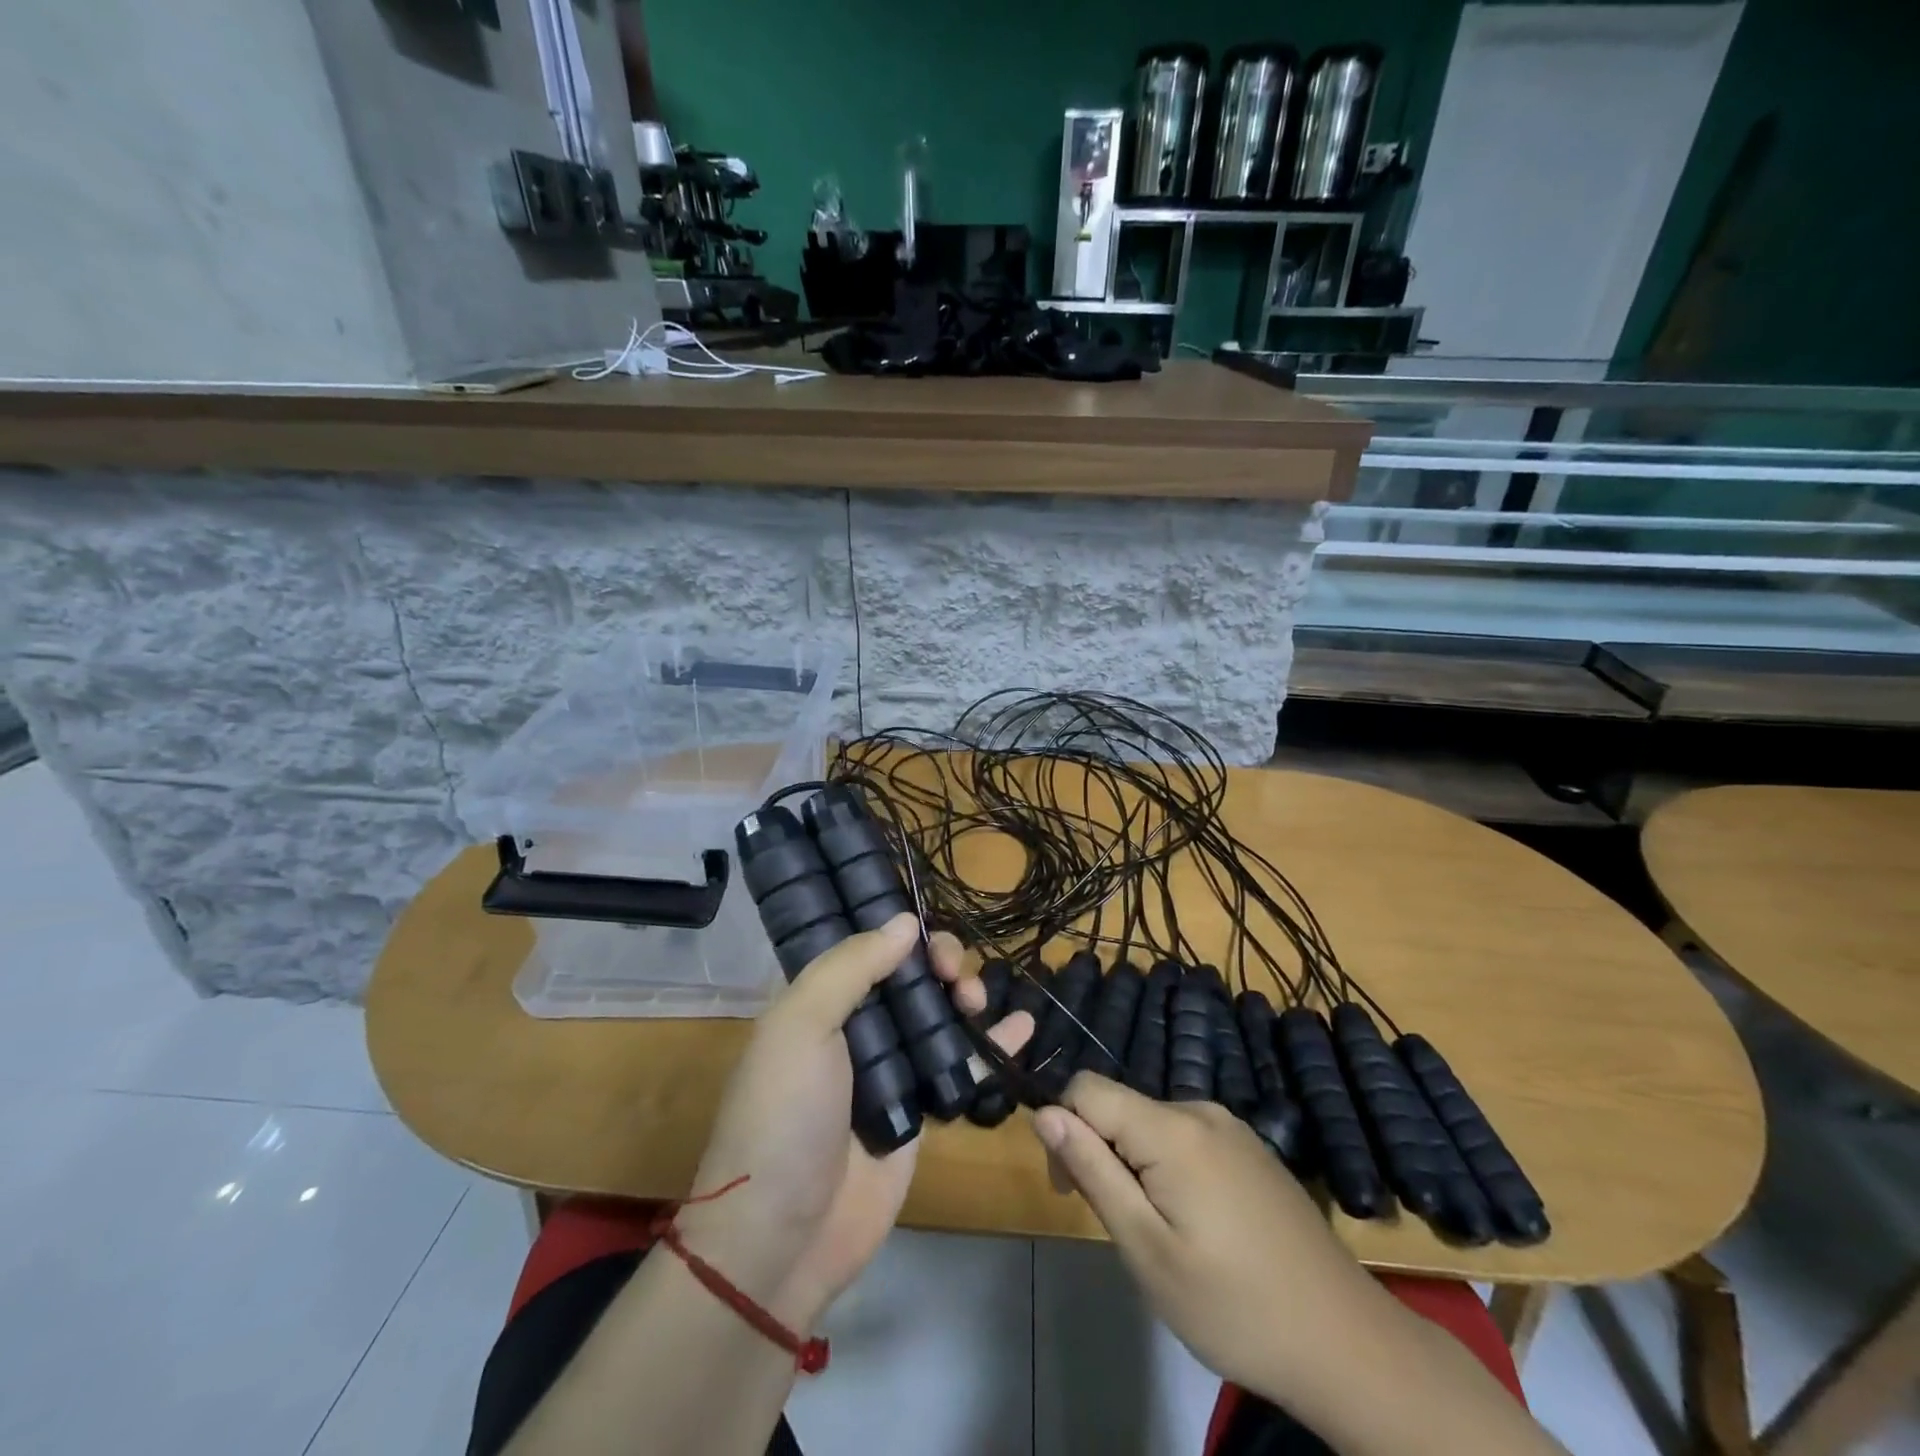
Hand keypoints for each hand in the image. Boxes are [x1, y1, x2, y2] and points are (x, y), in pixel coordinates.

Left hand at [678, 915, 1032, 1329]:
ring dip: (965, 995)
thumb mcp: (801, 1026)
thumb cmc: (784, 1116)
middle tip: (955, 974)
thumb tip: (904, 921)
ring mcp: (889, 1070)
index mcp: (816, 1002)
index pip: (864, 946)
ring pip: (937, 1014)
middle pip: (908, 976)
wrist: (784, 1238)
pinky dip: (993, 1043)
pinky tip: (1023, 1025)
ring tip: (978, 1001)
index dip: (898, 930)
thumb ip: (851, 967)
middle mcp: (853, 1027)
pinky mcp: (920, 1110)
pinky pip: (961, 1065)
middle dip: (938, 963)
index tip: (926, 932)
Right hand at [1031, 1074, 1383, 1408]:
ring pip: (1151, 1125)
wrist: (1348, 1344)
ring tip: (1164, 1238)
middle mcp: (1200, 1109)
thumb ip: (1093, 1171)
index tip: (1071, 1190)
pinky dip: (1169, 1170)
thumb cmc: (1234, 1307)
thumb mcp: (1146, 1248)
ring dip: (1135, 1166)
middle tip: (1123, 1231)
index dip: (1062, 1128)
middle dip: (1100, 1154)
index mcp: (1171, 1128)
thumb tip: (1045, 1113)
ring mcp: (1231, 1128)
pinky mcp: (1251, 1149)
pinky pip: (1186, 1140)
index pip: (1086, 1088)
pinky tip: (1199, 1229)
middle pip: (1120, 1107)